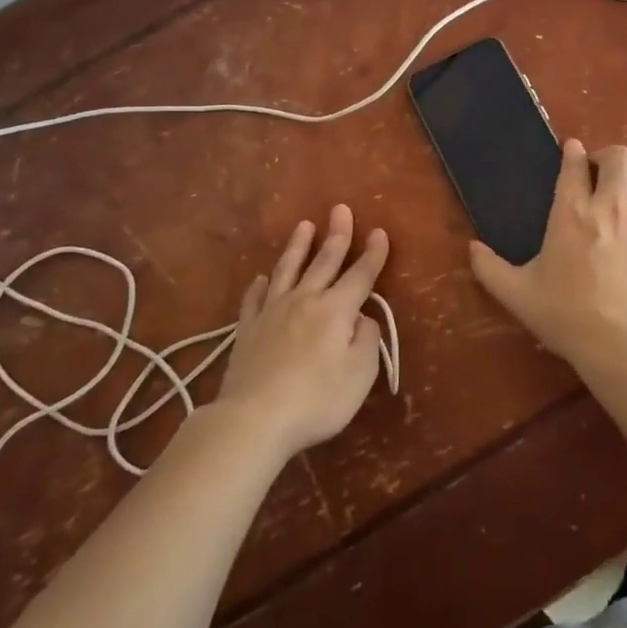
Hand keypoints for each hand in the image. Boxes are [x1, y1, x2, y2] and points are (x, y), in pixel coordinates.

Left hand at [215, 206, 389, 459]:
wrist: (254, 418)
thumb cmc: (317, 399)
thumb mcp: (360, 374)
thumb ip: (366, 340)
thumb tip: (362, 318)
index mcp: (336, 310)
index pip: (361, 275)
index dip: (373, 254)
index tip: (379, 232)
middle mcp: (305, 300)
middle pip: (324, 261)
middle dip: (337, 235)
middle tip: (340, 209)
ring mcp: (272, 312)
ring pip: (288, 270)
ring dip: (298, 246)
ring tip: (304, 226)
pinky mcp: (247, 329)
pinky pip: (255, 298)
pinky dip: (261, 285)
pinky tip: (262, 278)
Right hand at [469, 141, 626, 371]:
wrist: (624, 345)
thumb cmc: (566, 315)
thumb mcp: (517, 294)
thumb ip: (490, 268)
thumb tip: (472, 248)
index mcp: (572, 212)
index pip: (574, 164)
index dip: (572, 152)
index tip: (570, 150)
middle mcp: (611, 206)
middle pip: (620, 157)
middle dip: (607, 156)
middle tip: (597, 174)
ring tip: (623, 197)